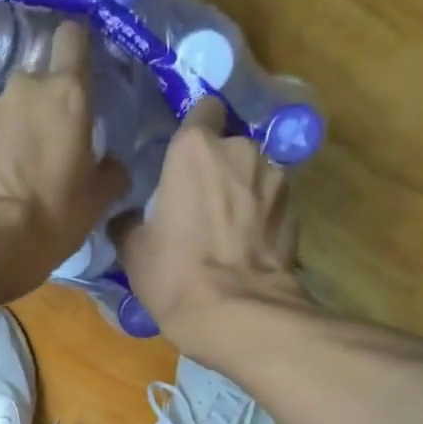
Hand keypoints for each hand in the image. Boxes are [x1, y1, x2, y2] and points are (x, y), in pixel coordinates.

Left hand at [0, 19, 129, 297]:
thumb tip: (113, 165)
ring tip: (14, 169)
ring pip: (6, 108)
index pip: (73, 37)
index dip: (76, 49)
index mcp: (66, 93)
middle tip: (48, 143)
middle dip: (42, 105)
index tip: (79, 69)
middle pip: (37, 81)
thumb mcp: (97, 201)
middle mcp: (23, 88)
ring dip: (12, 129)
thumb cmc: (52, 216)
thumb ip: (111, 173)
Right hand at [111, 96, 302, 357]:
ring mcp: (275, 179)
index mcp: (195, 149)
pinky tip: (247, 247)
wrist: (237, 314)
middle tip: (201, 202)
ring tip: (227, 229)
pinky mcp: (295, 211)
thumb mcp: (134, 251)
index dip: (194, 130)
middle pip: (230, 145)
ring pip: (254, 174)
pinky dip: (261, 218)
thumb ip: (130, 222)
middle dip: (219, 167)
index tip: (183, 157)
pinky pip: (271, 204)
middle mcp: (241, 150)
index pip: (203, 109)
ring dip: (242, 192)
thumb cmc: (175, 275)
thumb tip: (127, 218)